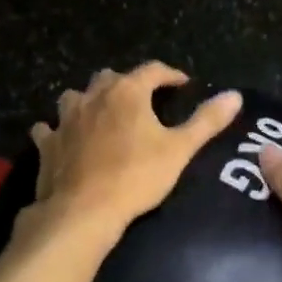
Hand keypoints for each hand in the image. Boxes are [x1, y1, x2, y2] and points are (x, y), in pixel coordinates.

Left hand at [28, 63, 242, 235]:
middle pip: (110, 78)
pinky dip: (57, 130)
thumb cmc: (136, 177)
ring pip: (75, 97)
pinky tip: (62, 139)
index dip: (170, 75)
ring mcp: (65, 119)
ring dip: (88, 101)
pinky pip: (49, 129)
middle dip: (127, 84)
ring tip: (100, 115)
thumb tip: (235, 95)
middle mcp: (93, 96)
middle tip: (141, 100)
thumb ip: (206, 121)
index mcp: (127, 92)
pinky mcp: (47, 144)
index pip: (152, 70)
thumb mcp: (180, 150)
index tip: (182, 84)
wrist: (84, 210)